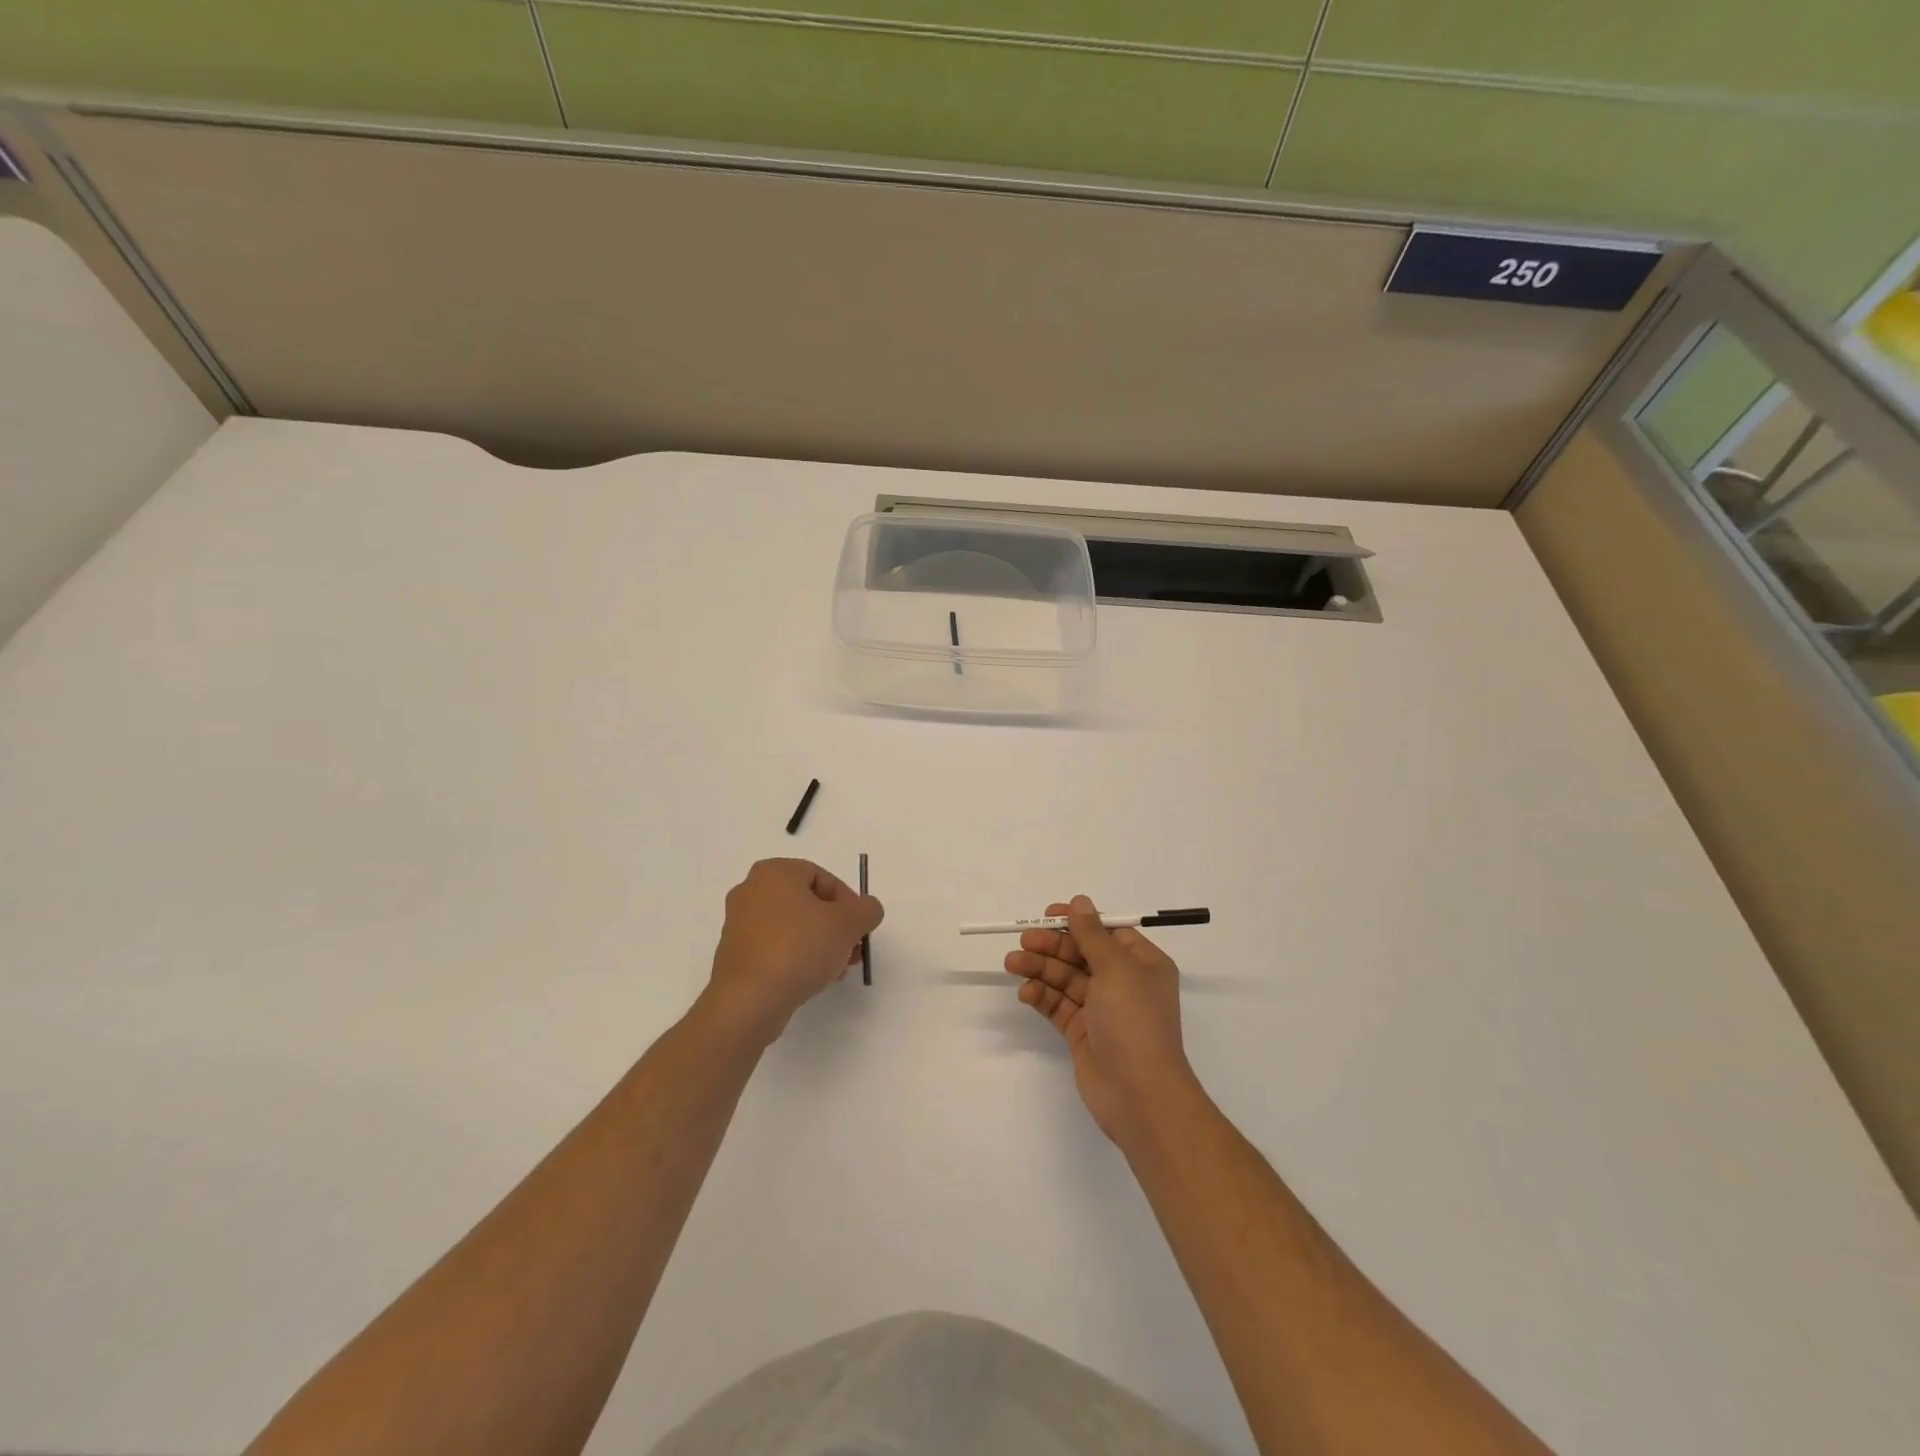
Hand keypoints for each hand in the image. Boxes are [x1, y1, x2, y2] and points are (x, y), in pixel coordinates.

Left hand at [703, 859, 883, 1046]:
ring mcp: (739, 924)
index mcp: (774, 872)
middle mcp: (751, 890)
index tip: (860, 929)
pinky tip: (812, 980)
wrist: (749, 1001)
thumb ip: (867, 910)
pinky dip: (796, 958)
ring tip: (837, 970)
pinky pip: (775, 948)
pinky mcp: (735, 955)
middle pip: (808, 903)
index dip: (849, 902)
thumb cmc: (799, 948)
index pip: (823, 877)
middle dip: (836, 927)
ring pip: (793, 927)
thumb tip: (867, 910)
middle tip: (852, 951)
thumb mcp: (848, 924)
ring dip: (820, 944)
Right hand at [1005, 895, 1199, 1144]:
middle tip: (1024, 941)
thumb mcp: (1116, 968)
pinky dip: (1041, 995)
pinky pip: (1058, 1005)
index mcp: (1142, 964)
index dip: (1077, 922)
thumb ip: (1091, 934)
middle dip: (1052, 946)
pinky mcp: (1082, 1032)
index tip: (1048, 915)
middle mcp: (1123, 983)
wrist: (1139, 1095)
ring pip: (1065, 978)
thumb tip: (1079, 901)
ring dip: (1040, 968)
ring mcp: (1101, 1009)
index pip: (1106, 932)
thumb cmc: (1134, 1021)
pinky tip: (1026, 992)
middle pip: (1081, 953)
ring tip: (1013, 963)